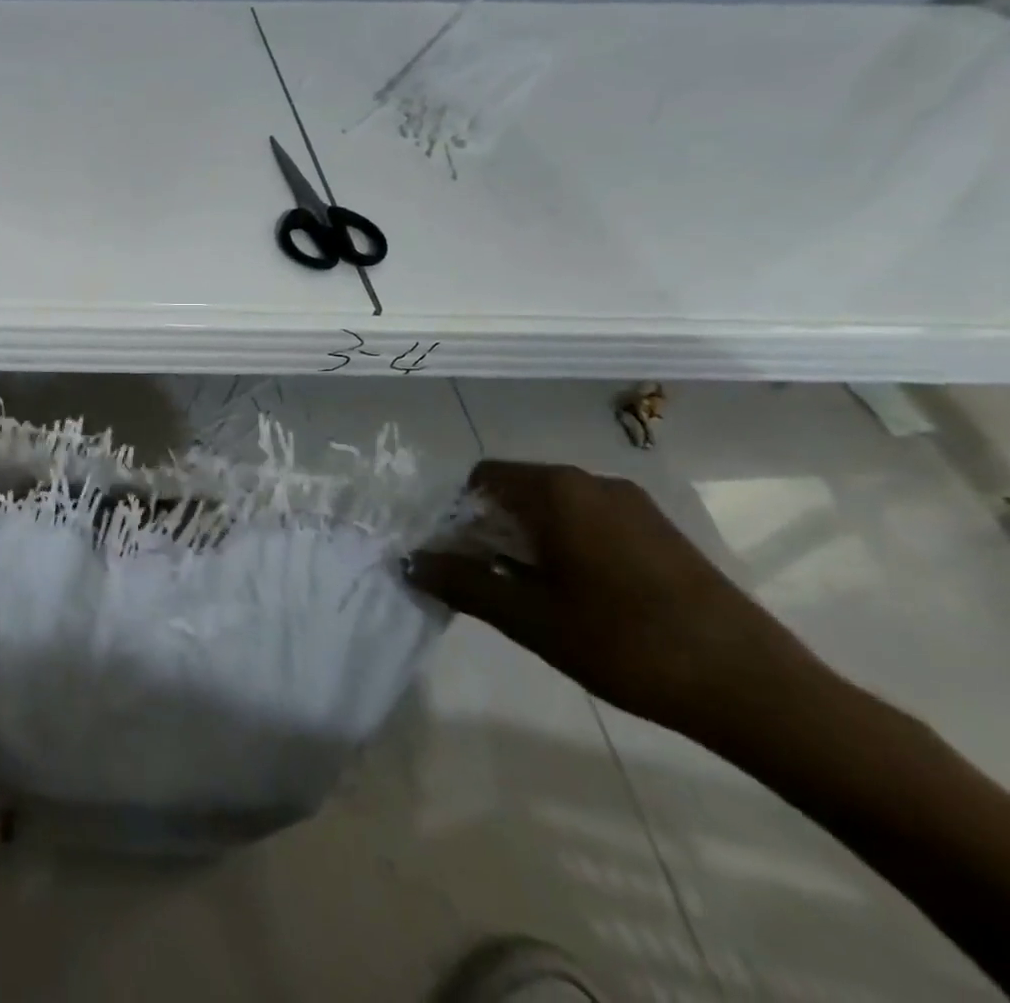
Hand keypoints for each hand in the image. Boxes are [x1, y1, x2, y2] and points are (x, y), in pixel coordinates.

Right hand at [404, 459, 816, 738]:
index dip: (458, 513)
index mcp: (558, 490)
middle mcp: (593, 482)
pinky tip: (581, 595)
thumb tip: (411, 562)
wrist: (758, 690)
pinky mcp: (663, 532)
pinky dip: (568, 544)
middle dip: (491, 527)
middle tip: (486, 578)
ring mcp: (635, 505)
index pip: (482, 477)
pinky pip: (593, 521)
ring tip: (532, 591)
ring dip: (530, 537)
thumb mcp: (529, 618)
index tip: (456, 557)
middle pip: (518, 489)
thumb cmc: (627, 645)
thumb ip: (463, 583)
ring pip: (556, 506)